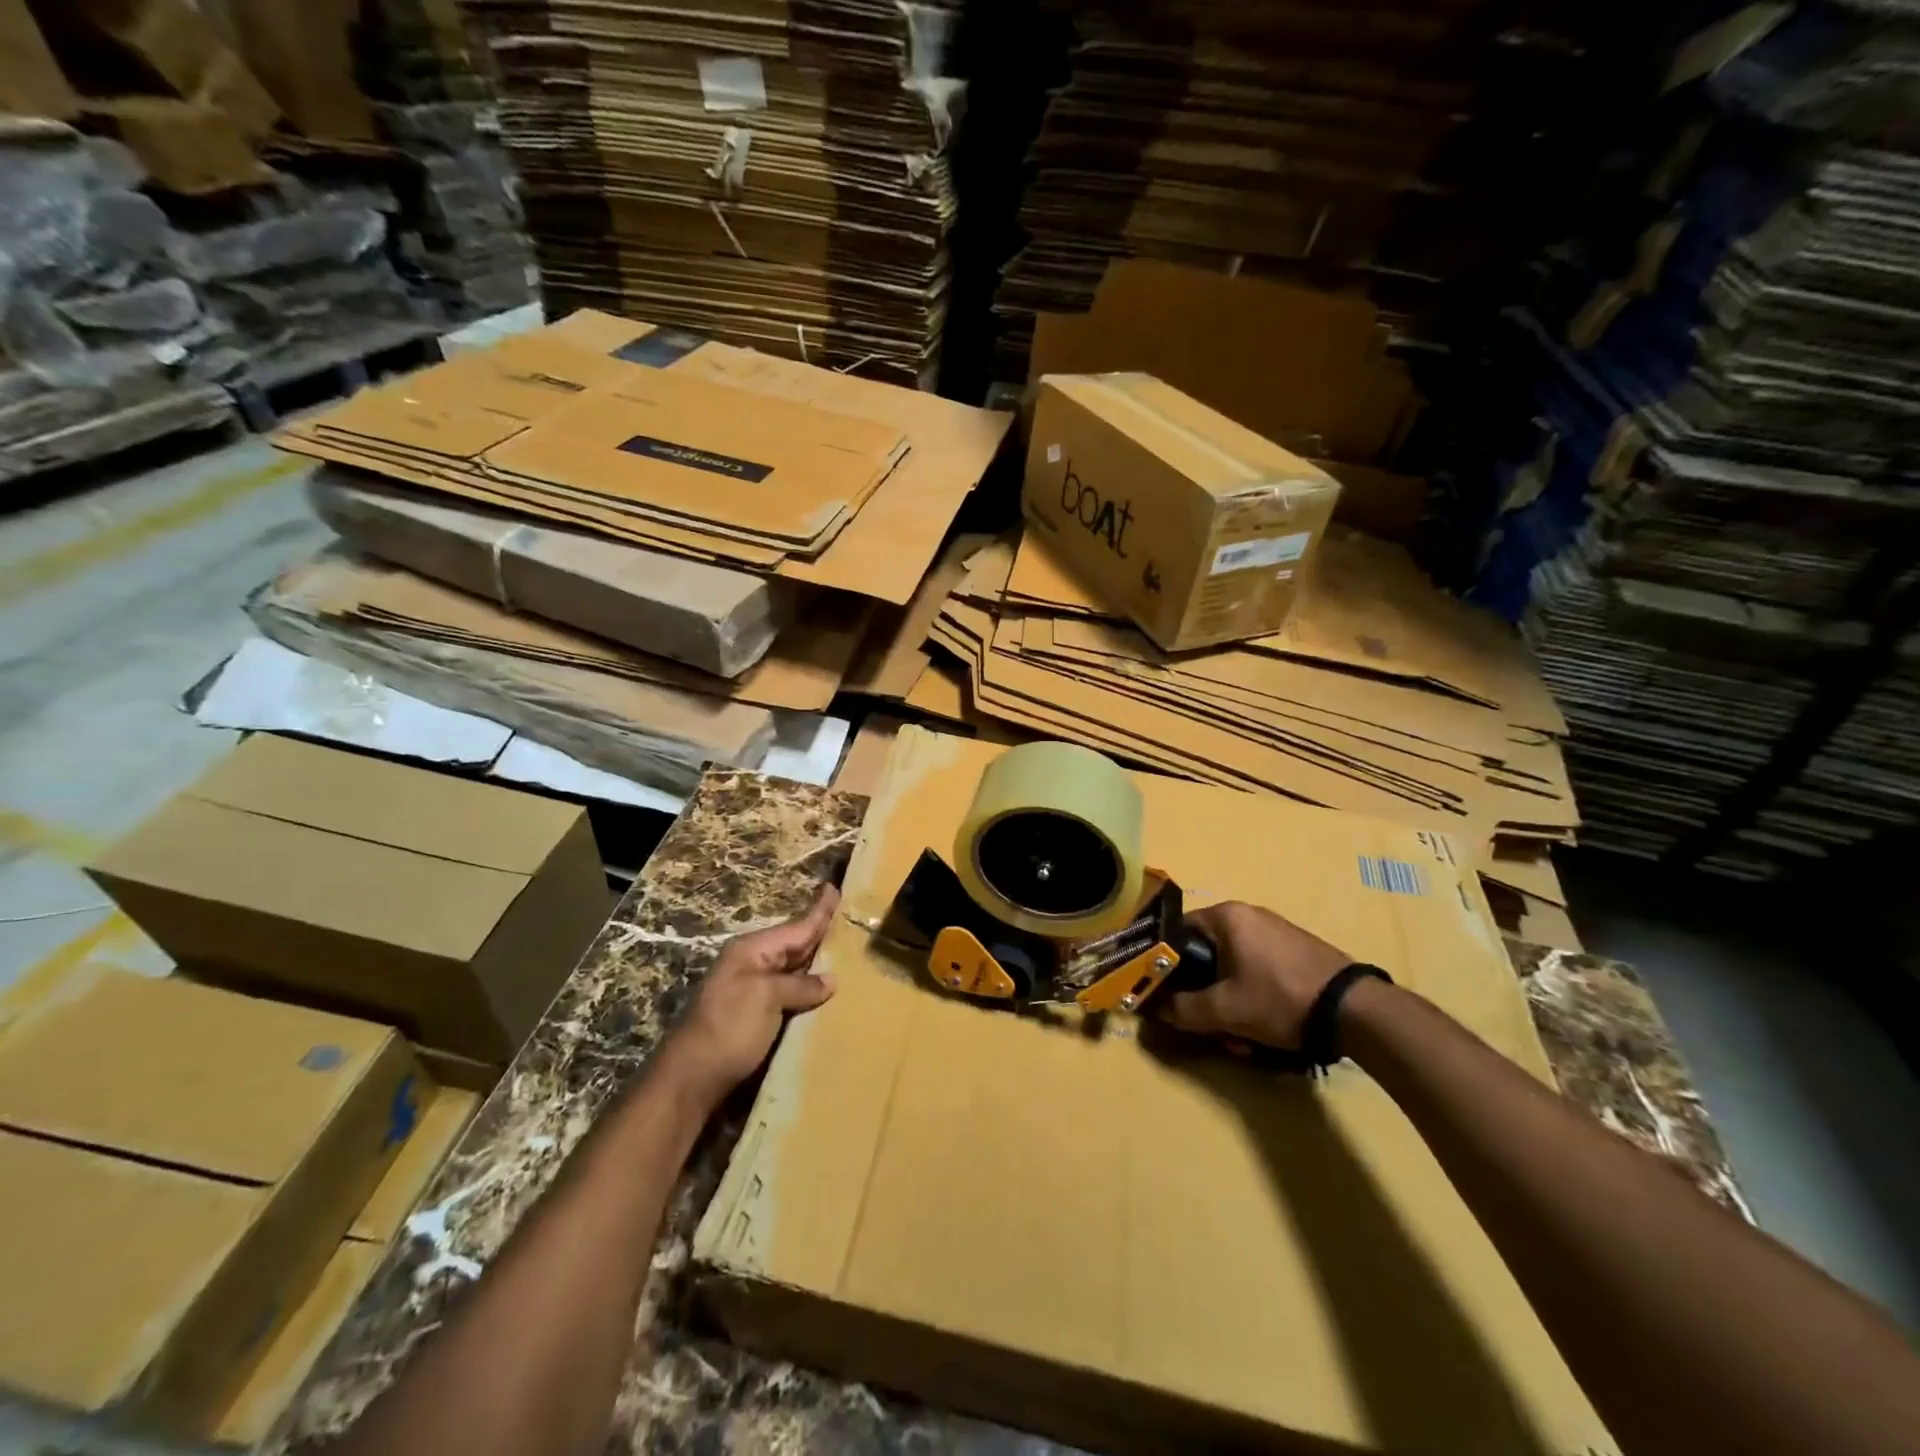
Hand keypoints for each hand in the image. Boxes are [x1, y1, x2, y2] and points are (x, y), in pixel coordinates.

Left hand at [663, 883, 838, 1104]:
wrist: (692, 1078)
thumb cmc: (730, 1027)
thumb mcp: (766, 997)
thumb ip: (800, 985)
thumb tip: (830, 980)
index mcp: (752, 950)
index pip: (796, 926)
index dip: (818, 911)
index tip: (835, 888)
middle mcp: (753, 965)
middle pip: (795, 944)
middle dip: (821, 933)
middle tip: (849, 919)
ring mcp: (754, 991)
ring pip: (794, 969)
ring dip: (818, 962)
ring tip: (847, 950)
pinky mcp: (757, 1017)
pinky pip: (791, 994)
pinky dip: (810, 989)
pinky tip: (828, 991)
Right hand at [1158, 901, 1351, 1050]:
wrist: (1356, 1011)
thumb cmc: (1280, 999)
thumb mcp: (1225, 1011)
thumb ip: (1183, 1009)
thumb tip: (1156, 1007)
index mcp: (1227, 916)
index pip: (1178, 932)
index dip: (1166, 964)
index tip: (1164, 993)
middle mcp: (1249, 915)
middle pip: (1207, 954)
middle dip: (1203, 993)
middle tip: (1207, 1024)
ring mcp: (1275, 932)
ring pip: (1232, 968)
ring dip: (1228, 1001)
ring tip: (1239, 1038)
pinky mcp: (1296, 952)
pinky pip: (1257, 971)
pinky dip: (1251, 997)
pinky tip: (1262, 1028)